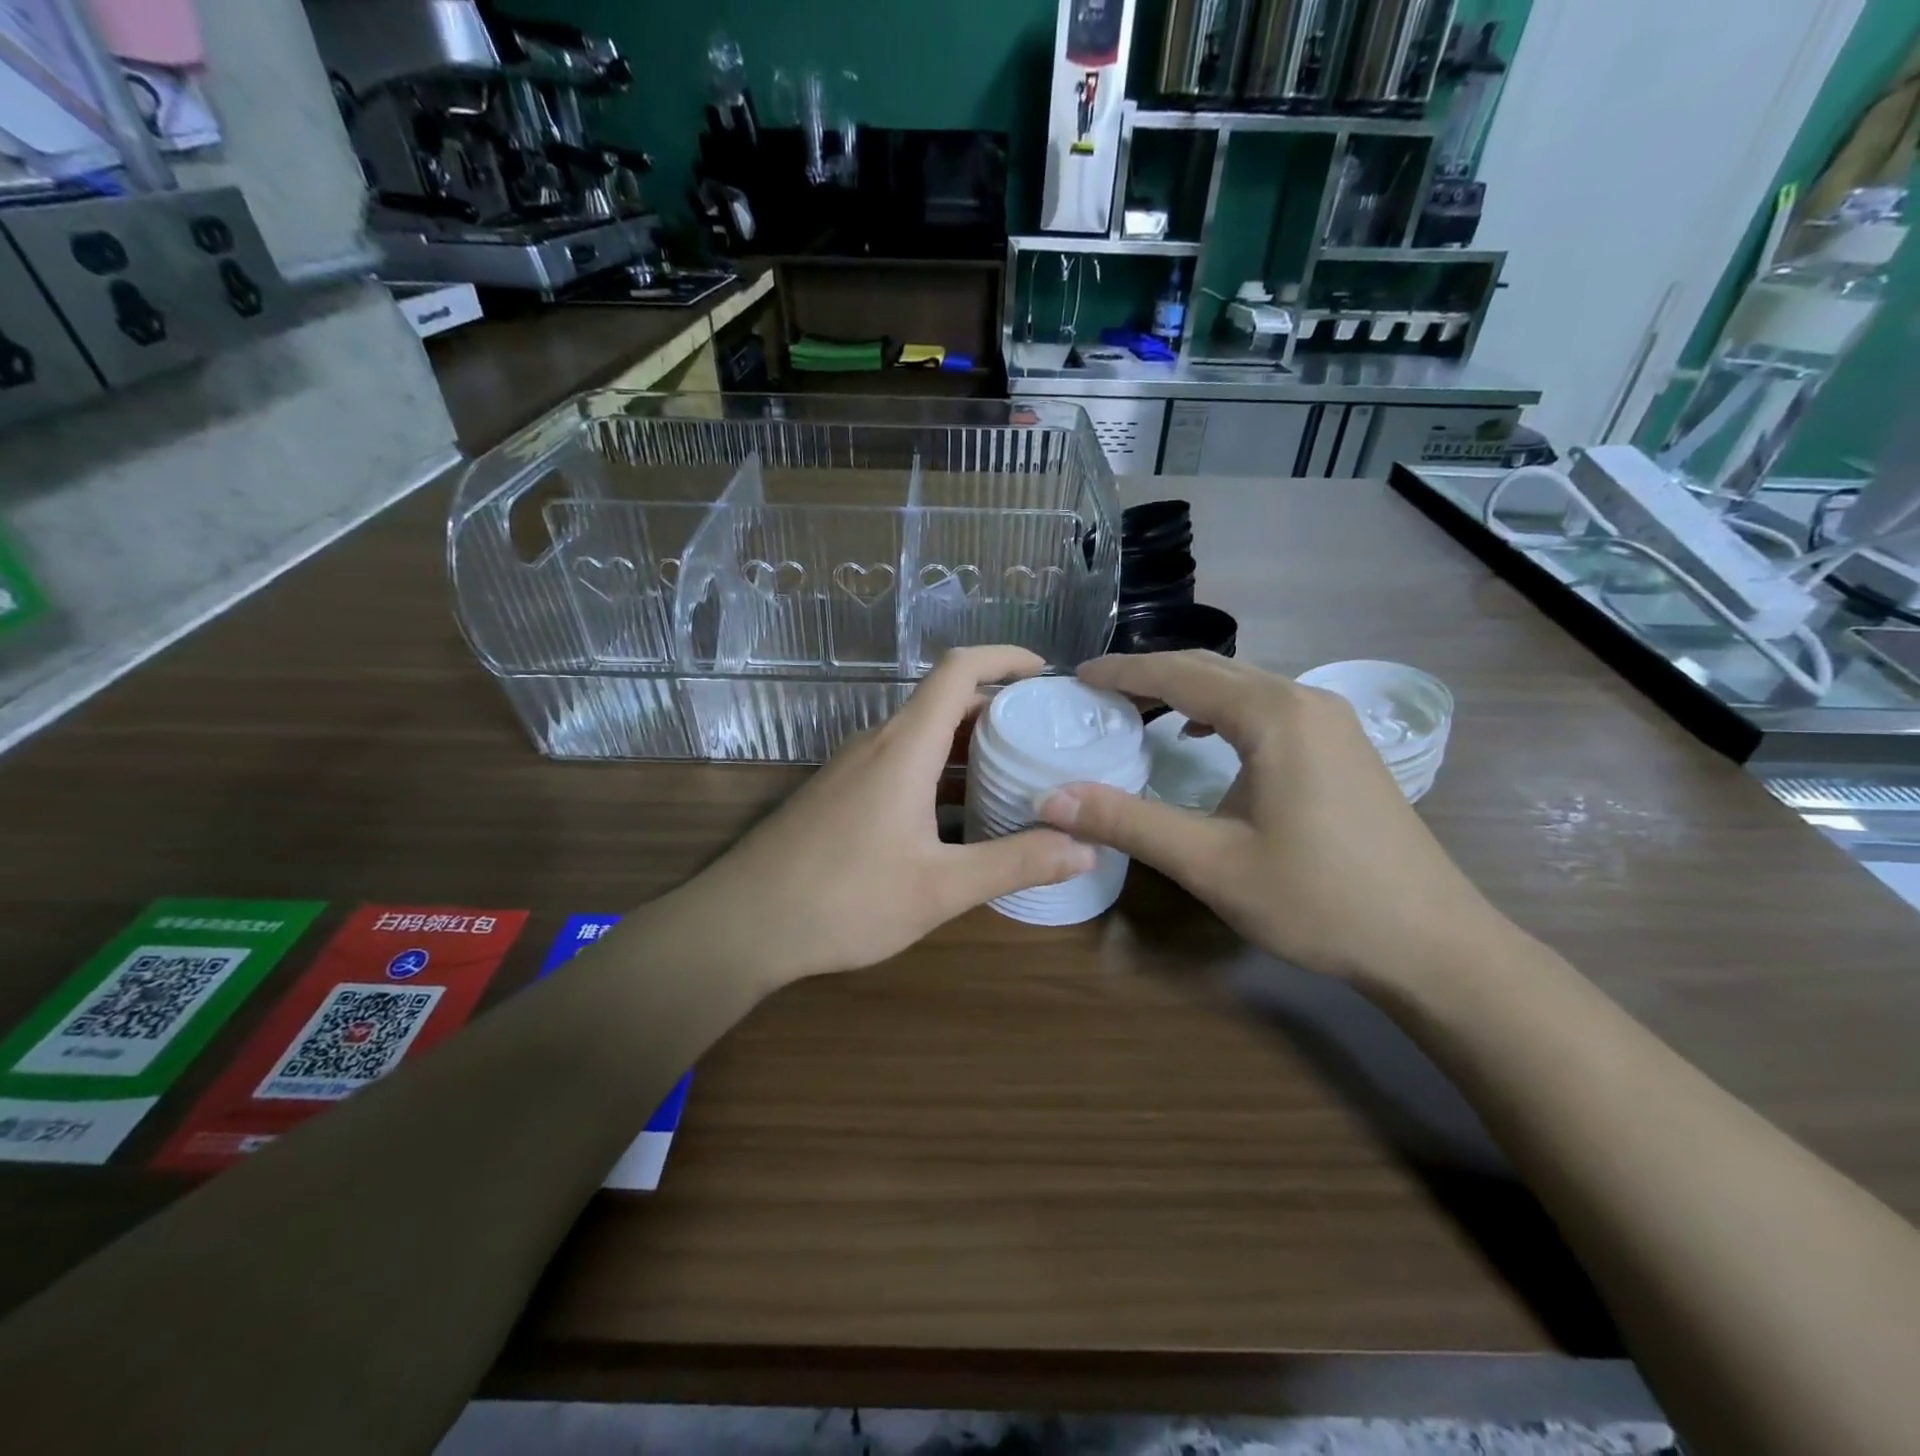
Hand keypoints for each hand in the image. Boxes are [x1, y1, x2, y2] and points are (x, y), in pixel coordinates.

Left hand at [660, 647, 1095, 985]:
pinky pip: (899, 765)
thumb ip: (1014, 863)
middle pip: (943, 702)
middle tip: (1046, 736)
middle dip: (997, 709)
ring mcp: (852, 769)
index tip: (1046, 672)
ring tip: (1015, 774)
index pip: (958, 669)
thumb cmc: (844, 898)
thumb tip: (1086, 849)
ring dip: (967, 746)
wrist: (742, 924)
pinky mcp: (839, 795)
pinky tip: (958, 818)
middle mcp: (877, 744)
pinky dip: (938, 774)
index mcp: (905, 747)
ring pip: (921, 737)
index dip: (1004, 657)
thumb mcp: (939, 887)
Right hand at [1037, 652, 1508, 986]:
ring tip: (1138, 710)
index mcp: (1273, 714)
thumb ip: (1128, 822)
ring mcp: (1332, 721)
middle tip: (1097, 693)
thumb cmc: (1318, 899)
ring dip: (1186, 690)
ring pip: (1242, 685)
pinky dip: (1220, 710)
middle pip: (1213, 668)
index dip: (1123, 671)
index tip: (1076, 676)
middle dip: (1150, 674)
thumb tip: (1051, 799)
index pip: (1180, 673)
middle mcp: (1305, 700)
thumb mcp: (1211, 863)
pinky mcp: (1343, 746)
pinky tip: (1201, 738)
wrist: (1431, 943)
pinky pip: (1267, 706)